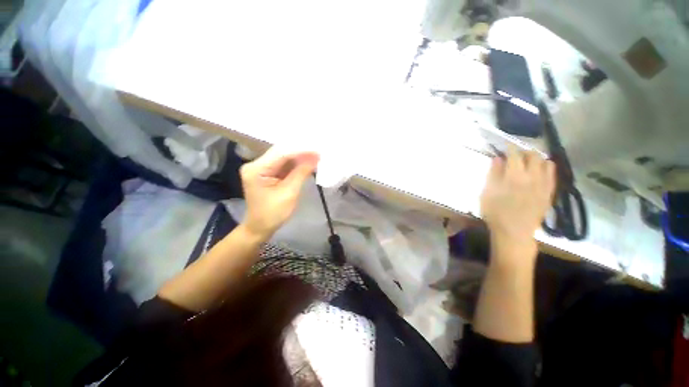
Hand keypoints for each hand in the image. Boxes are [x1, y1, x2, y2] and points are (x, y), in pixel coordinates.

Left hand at [240, 147, 319, 239]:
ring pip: (283, 157)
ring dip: (300, 157)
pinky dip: (296, 164)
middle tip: (319, 151)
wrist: (260, 227)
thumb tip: (315, 158)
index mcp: (256, 169)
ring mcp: (261, 168)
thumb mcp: (289, 193)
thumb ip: (301, 173)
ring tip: (316, 156)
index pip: (281, 153)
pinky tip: (307, 162)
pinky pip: (283, 164)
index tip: (318, 150)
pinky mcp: (267, 172)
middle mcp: (256, 164)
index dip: (301, 151)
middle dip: (301, 152)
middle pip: (281, 152)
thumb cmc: (273, 214)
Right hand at [480, 149, 555, 255]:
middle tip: (516, 153)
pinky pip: (553, 174)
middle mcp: (532, 177)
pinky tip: (541, 169)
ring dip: (536, 158)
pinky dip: (547, 167)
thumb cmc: (495, 213)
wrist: (514, 232)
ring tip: (529, 161)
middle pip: (532, 156)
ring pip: (545, 162)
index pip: (514, 155)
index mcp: (514, 177)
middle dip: (524, 151)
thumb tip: (498, 159)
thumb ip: (493, 175)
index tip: (505, 145)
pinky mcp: (549, 192)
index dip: (509, 147)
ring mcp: (543, 185)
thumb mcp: (487, 193)